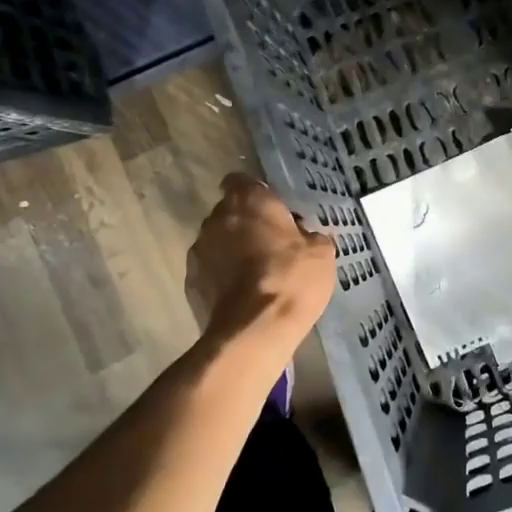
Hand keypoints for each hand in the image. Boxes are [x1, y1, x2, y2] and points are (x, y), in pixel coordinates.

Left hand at [186, 174, 336, 352]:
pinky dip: (221, 278)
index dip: (256, 194)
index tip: (272, 211)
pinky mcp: (190, 282)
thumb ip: (310, 235)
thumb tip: (305, 236)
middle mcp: (217, 218)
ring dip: (231, 251)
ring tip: (254, 274)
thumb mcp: (321, 253)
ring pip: (216, 241)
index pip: (241, 180)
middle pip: (229, 212)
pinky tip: (241, 295)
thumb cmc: (291, 279)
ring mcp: (198, 250)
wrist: (253, 330)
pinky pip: (209, 271)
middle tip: (270, 245)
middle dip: (245, 224)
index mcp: (249, 201)